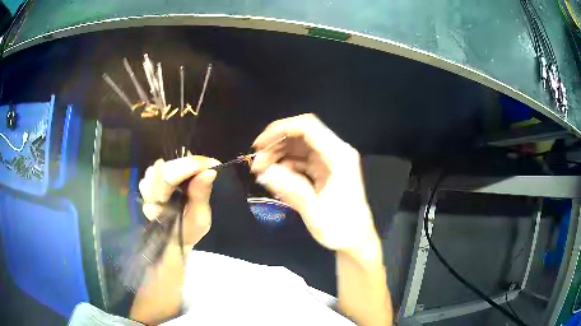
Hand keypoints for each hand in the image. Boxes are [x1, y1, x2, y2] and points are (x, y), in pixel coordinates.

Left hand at [139, 156, 219, 246]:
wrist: (175, 239)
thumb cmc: (188, 231)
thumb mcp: (200, 219)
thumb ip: (201, 195)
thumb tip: (210, 171)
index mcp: (157, 206)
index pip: (167, 178)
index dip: (188, 166)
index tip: (211, 164)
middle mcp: (148, 194)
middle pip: (164, 168)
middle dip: (188, 163)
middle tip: (209, 164)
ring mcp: (146, 186)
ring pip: (161, 166)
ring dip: (181, 165)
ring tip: (198, 168)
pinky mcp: (149, 181)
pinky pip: (160, 167)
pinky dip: (176, 166)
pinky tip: (186, 171)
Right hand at [251, 114, 378, 254]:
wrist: (356, 240)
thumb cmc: (341, 229)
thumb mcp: (314, 212)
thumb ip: (290, 189)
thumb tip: (263, 172)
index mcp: (339, 157)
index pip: (307, 127)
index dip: (280, 130)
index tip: (259, 147)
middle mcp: (335, 152)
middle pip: (301, 133)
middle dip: (275, 144)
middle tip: (257, 165)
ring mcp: (329, 160)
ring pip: (298, 145)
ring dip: (277, 154)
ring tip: (261, 172)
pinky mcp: (324, 169)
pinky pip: (300, 159)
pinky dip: (285, 165)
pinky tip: (274, 177)